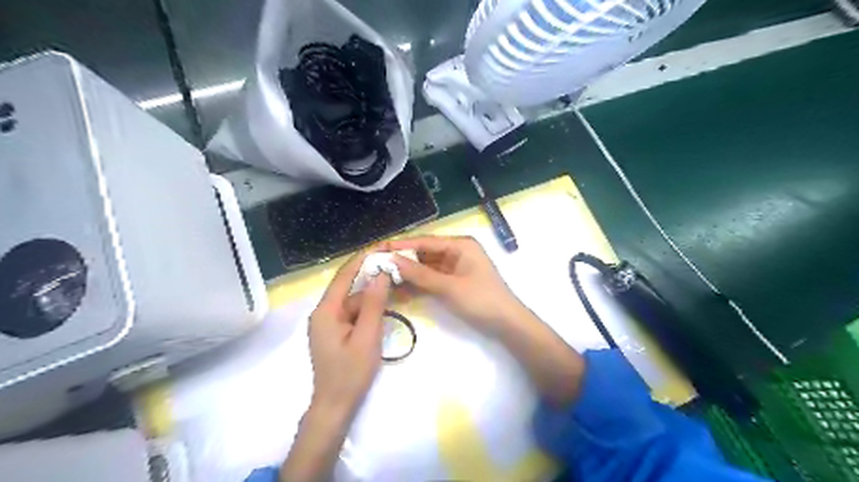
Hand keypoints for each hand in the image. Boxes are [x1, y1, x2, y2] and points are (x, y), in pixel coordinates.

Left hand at [306, 252, 391, 416]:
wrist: (335, 406)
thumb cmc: (350, 373)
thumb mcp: (367, 337)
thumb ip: (373, 304)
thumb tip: (382, 273)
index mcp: (326, 311)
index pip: (344, 275)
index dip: (363, 258)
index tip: (382, 246)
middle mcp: (324, 312)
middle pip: (349, 287)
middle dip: (372, 276)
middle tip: (396, 266)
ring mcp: (329, 323)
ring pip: (353, 301)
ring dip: (373, 294)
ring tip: (397, 287)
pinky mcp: (335, 331)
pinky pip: (353, 313)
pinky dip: (369, 309)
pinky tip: (386, 308)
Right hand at [388, 236, 523, 335]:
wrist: (507, 325)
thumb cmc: (481, 300)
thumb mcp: (449, 287)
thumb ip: (420, 274)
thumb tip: (392, 260)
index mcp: (460, 245)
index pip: (425, 241)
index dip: (401, 246)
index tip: (378, 249)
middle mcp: (457, 252)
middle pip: (424, 253)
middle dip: (403, 261)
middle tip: (377, 267)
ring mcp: (455, 268)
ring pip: (426, 268)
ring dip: (408, 275)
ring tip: (384, 281)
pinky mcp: (454, 282)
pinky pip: (432, 279)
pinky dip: (418, 285)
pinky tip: (400, 291)